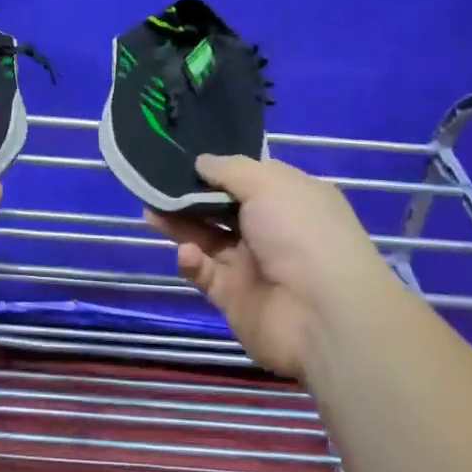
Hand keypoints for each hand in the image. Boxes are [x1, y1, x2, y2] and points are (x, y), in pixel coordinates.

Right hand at [146, 155, 383, 375]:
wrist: (321, 315)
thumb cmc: (300, 233)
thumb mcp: (268, 184)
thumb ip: (229, 170)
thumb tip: (201, 161)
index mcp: (290, 198)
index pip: (250, 177)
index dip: (219, 168)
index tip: (183, 156)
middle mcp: (272, 229)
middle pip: (222, 207)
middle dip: (189, 195)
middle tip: (154, 183)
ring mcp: (252, 264)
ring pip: (207, 238)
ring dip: (180, 224)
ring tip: (149, 211)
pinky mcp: (233, 296)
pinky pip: (205, 273)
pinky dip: (192, 261)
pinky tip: (186, 252)